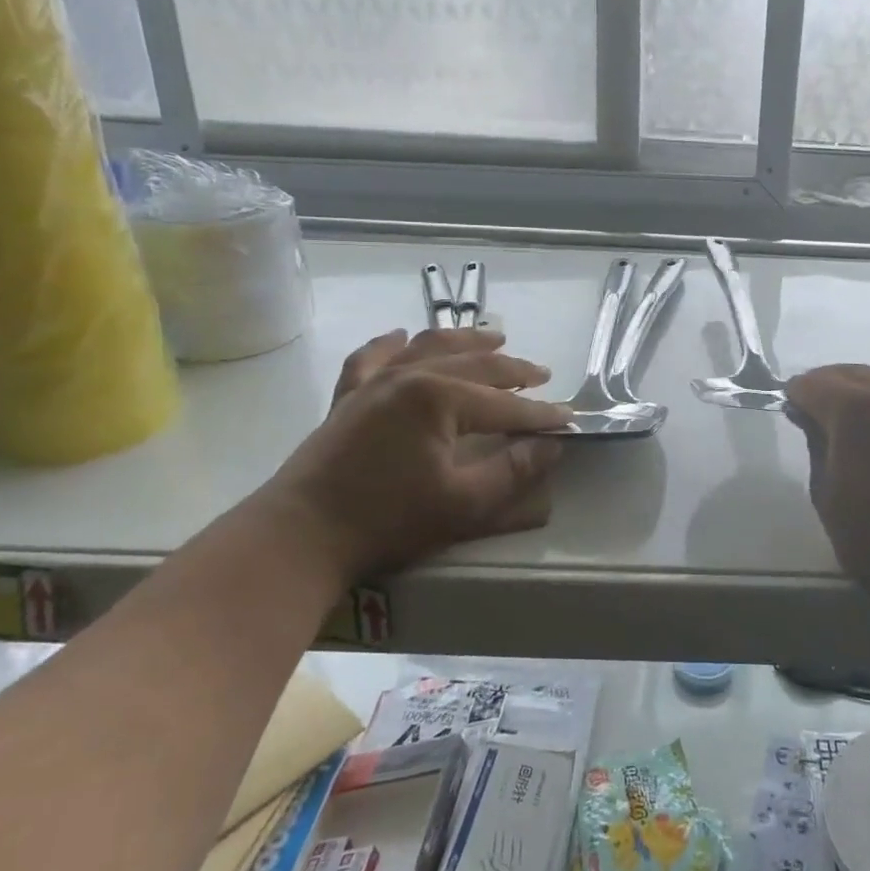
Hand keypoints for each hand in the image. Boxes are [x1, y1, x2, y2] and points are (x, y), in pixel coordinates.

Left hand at [258, 327, 571, 579]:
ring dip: (466, 340)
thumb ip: (512, 471)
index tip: (569, 419)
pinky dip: (390, 344)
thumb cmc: (387, 521)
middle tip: (543, 375)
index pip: (504, 404)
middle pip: (474, 365)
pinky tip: (401, 334)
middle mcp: (409, 376)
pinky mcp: (348, 397)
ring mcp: (374, 382)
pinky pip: (371, 358)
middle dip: (514, 370)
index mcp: (439, 398)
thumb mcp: (463, 503)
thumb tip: (550, 446)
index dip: (539, 414)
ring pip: (428, 347)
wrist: (301, 536)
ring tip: (495, 336)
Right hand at [785, 365, 869, 610]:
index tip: (793, 414)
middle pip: (849, 373)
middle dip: (828, 388)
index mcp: (854, 409)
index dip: (796, 396)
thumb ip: (815, 445)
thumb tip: (808, 416)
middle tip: (819, 417)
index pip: (812, 383)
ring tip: (855, 426)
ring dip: (862, 393)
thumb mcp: (827, 496)